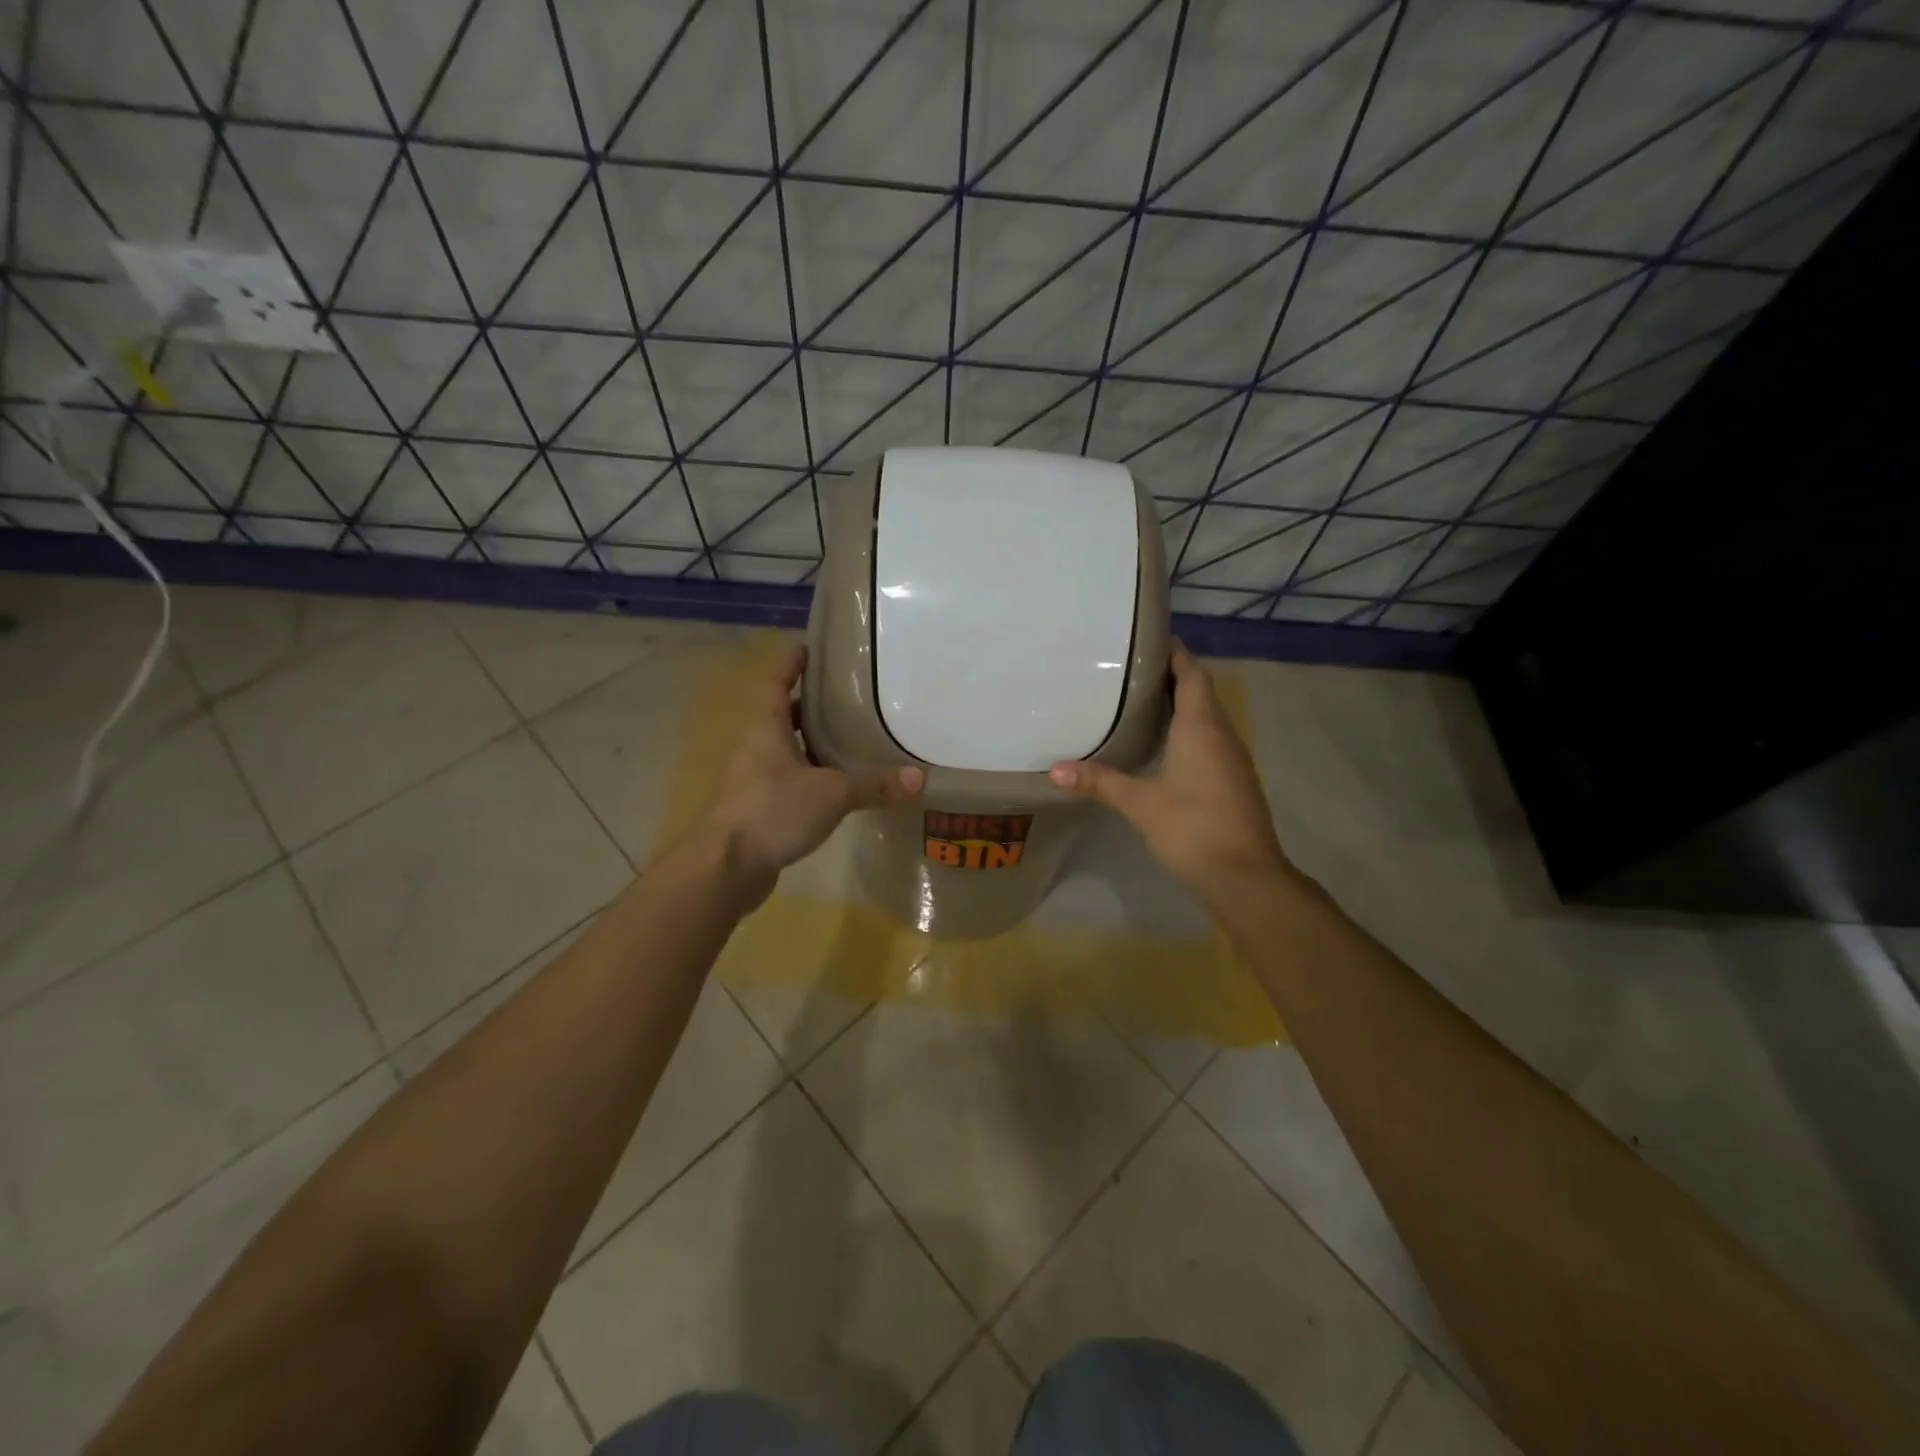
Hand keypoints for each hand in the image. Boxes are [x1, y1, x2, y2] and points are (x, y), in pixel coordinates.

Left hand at [698, 644, 922, 904]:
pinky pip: (789, 783)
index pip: (775, 684)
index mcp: (766, 729)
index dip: (790, 665)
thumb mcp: (831, 793)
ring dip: (812, 744)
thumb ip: (873, 785)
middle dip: (811, 706)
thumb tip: (918, 778)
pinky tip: (837, 788)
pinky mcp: (759, 810)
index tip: (807, 648)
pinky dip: (811, 779)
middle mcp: (756, 749)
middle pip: (783, 717)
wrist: (726, 868)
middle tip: (848, 697)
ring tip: (850, 739)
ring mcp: (754, 781)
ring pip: (786, 752)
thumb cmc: (772, 811)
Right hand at [1050, 643, 1290, 901]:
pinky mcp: (1234, 781)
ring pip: (1208, 717)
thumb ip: (1100, 783)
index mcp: (1202, 728)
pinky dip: (1189, 730)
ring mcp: (1233, 759)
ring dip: (1182, 704)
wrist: (1246, 876)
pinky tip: (1165, 745)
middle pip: (1201, 692)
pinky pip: (1211, 740)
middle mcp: (1222, 735)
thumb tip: (1054, 770)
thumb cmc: (1194, 828)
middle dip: (1172, 676)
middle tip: (1132, 670)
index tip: (1148, 640)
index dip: (1175, 654)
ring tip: (1142, 700)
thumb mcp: (1141, 804)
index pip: (1192, 674)